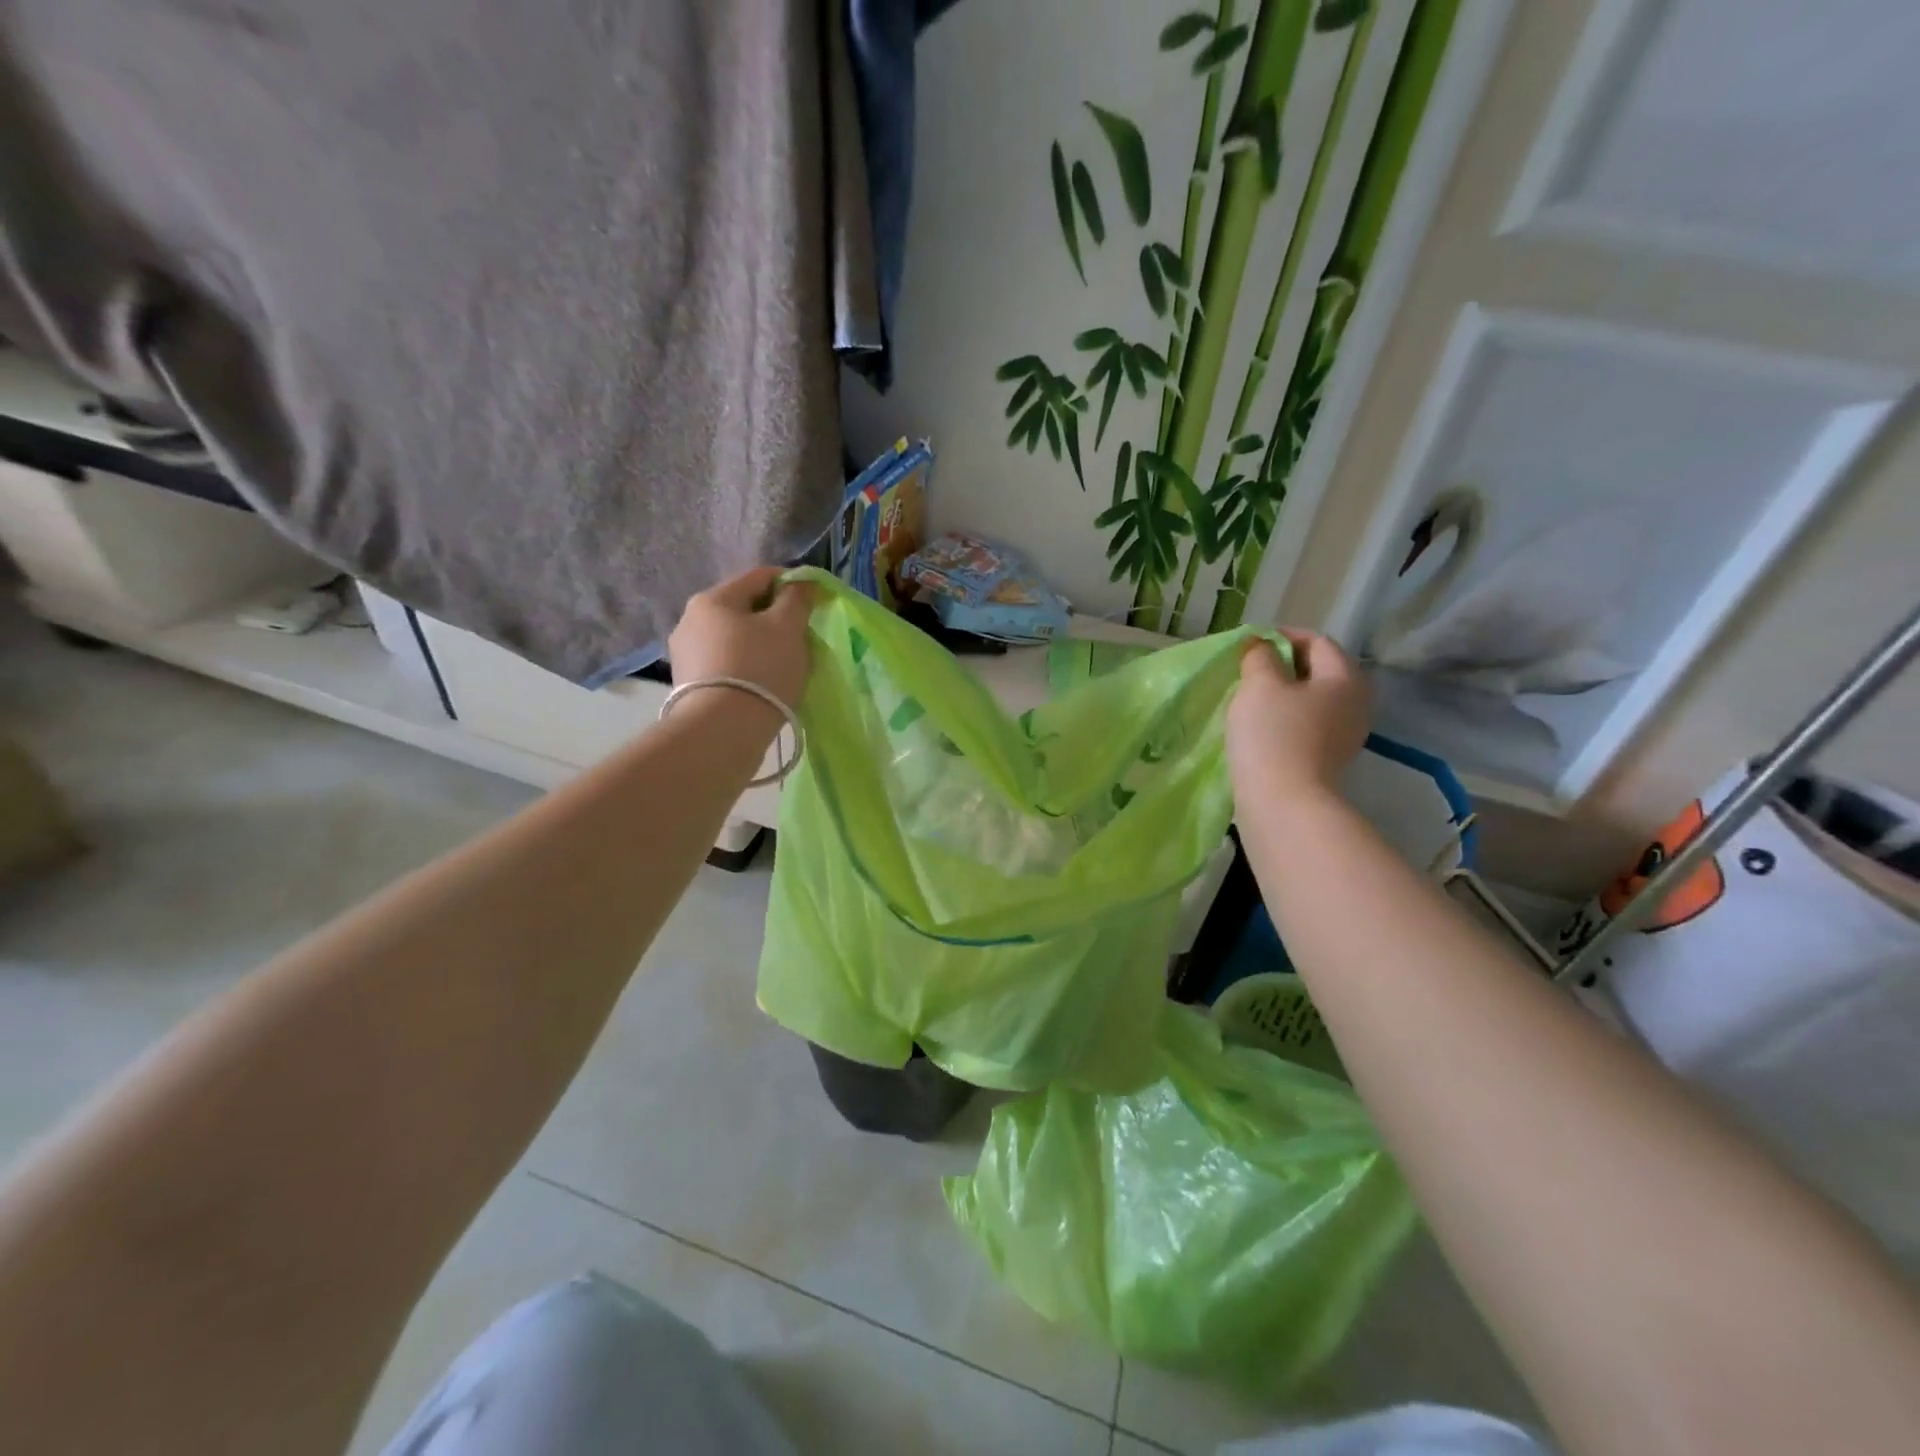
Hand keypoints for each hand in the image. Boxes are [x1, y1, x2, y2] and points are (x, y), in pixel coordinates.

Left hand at [669, 567, 813, 713]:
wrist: (722, 731)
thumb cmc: (759, 669)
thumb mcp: (787, 628)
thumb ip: (796, 599)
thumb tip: (800, 584)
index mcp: (713, 598)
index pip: (760, 577)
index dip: (792, 583)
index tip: (814, 601)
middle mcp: (690, 620)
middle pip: (744, 608)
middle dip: (774, 618)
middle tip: (802, 638)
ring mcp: (685, 654)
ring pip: (734, 637)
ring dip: (760, 644)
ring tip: (784, 665)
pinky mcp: (688, 684)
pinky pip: (725, 663)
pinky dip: (746, 666)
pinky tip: (762, 684)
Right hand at [1226, 631, 1369, 798]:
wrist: (1283, 802)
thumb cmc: (1272, 734)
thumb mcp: (1259, 684)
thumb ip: (1260, 656)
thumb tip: (1260, 646)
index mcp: (1345, 678)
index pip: (1317, 641)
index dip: (1282, 637)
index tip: (1249, 645)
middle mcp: (1356, 703)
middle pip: (1319, 671)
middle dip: (1284, 666)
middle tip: (1249, 671)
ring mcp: (1346, 734)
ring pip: (1313, 700)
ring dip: (1283, 695)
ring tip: (1250, 700)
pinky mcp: (1329, 759)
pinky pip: (1308, 725)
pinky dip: (1287, 719)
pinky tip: (1261, 728)